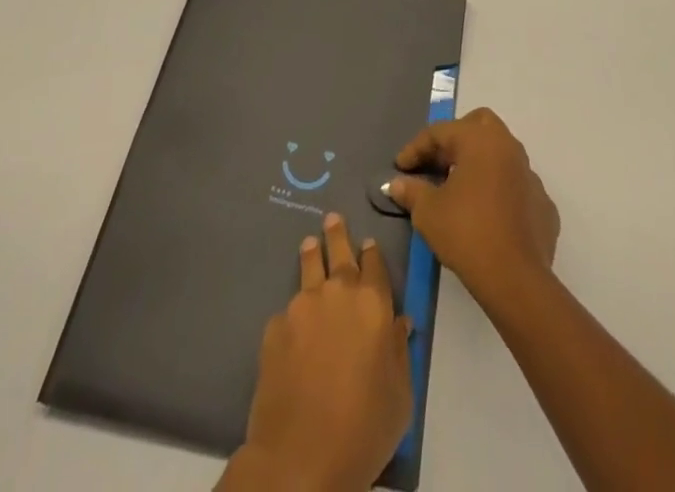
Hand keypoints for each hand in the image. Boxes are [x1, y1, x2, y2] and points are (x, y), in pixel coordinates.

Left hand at [227, 212, 412, 491]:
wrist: (301, 456)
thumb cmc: (364, 428)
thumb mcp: (400, 396)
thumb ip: (399, 352)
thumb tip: (399, 324)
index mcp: (373, 304)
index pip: (374, 265)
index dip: (372, 253)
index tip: (368, 242)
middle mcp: (338, 293)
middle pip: (339, 253)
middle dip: (338, 234)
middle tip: (333, 218)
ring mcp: (302, 305)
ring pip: (308, 268)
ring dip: (312, 254)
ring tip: (309, 243)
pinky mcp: (275, 326)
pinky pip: (288, 312)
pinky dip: (293, 314)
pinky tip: (292, 328)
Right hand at [386, 107, 560, 308]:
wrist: (516, 280)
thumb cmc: (467, 233)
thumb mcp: (428, 212)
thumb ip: (411, 191)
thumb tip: (397, 184)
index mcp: (480, 139)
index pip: (440, 132)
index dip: (416, 148)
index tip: (400, 168)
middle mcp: (508, 147)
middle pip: (479, 125)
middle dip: (455, 139)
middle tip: (436, 163)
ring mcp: (530, 175)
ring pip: (501, 154)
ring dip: (479, 164)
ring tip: (459, 189)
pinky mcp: (543, 204)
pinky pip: (516, 186)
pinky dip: (499, 191)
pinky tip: (487, 214)